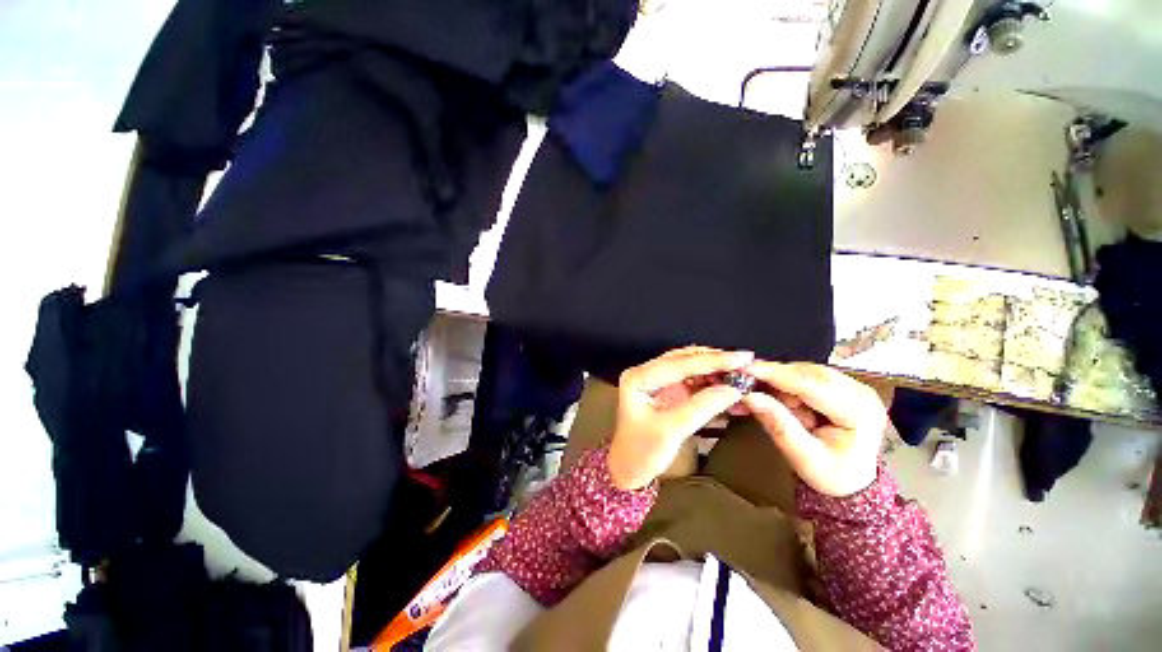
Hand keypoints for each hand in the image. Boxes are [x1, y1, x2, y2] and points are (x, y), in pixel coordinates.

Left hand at [608, 347, 753, 489]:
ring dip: (715, 370)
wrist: (629, 470)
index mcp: (639, 377)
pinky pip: (693, 380)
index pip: (679, 363)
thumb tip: (735, 388)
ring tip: (742, 373)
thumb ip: (703, 407)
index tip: (743, 357)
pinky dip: (712, 382)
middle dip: (715, 361)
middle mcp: (647, 372)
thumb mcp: (672, 431)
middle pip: (685, 359)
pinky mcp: (667, 390)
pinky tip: (729, 385)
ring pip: (690, 367)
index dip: (713, 360)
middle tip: (747, 363)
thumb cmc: (642, 452)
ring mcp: (657, 380)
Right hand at [742, 362, 886, 497]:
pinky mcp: (837, 385)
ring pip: (800, 372)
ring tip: (753, 396)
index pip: (812, 385)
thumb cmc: (831, 476)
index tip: (743, 369)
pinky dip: (780, 385)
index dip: (775, 374)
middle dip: (771, 378)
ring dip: (773, 382)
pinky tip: (765, 394)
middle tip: (741, 384)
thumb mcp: (803, 457)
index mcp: (859, 411)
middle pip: (805, 373)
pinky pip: (801, 377)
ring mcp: (850, 385)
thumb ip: (778, 426)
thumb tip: (750, 397)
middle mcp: (858, 391)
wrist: (850, 484)